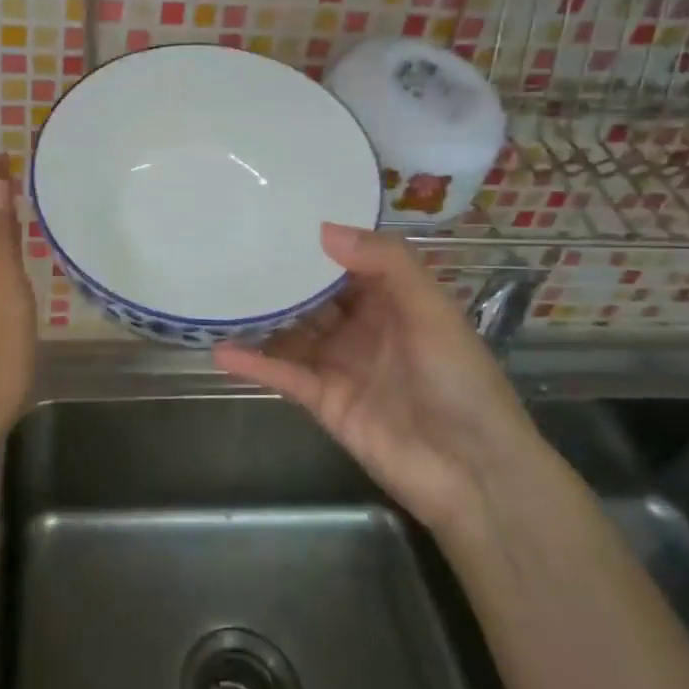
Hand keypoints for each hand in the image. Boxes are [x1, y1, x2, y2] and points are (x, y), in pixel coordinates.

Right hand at [213, 224, 542, 533]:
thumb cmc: (458, 380)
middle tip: (233, 248)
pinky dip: (254, 363)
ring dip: (260, 318)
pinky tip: (221, 349)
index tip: (277, 217)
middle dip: (280, 276)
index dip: (318, 242)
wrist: (471, 471)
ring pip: (291, 333)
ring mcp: (339, 365)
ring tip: (218, 294)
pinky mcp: (322, 400)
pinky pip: (283, 374)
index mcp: (393, 301)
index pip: (349, 262)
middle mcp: (362, 328)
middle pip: (313, 296)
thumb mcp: (431, 310)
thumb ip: (385, 263)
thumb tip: (322, 229)